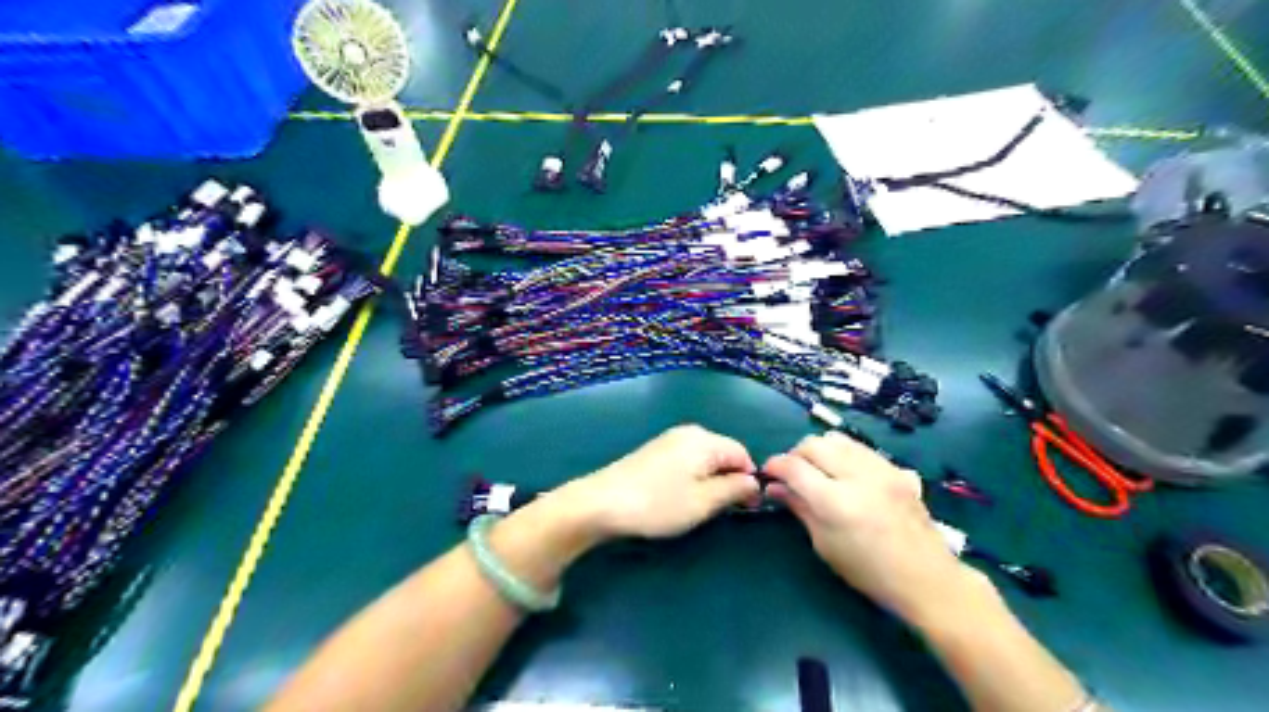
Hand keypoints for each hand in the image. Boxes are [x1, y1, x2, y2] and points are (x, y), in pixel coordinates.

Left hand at [554, 428, 755, 539]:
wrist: (601, 502)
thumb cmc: (657, 504)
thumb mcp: (703, 502)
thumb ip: (733, 489)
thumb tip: (754, 481)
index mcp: (704, 440)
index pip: (742, 453)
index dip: (749, 480)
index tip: (748, 508)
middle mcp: (689, 433)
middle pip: (723, 453)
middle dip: (730, 479)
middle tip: (723, 511)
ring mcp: (669, 440)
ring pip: (705, 458)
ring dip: (711, 481)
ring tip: (701, 507)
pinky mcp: (654, 452)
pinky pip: (687, 461)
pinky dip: (693, 478)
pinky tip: (680, 497)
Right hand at [757, 427, 984, 622]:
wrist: (926, 578)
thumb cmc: (868, 571)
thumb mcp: (824, 544)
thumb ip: (799, 508)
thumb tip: (774, 487)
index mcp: (836, 501)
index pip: (794, 467)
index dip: (775, 466)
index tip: (768, 473)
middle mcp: (858, 476)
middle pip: (814, 444)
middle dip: (796, 454)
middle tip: (792, 474)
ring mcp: (881, 469)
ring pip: (837, 439)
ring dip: (820, 450)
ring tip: (817, 470)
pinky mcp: (897, 469)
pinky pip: (860, 448)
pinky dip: (844, 454)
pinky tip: (844, 474)